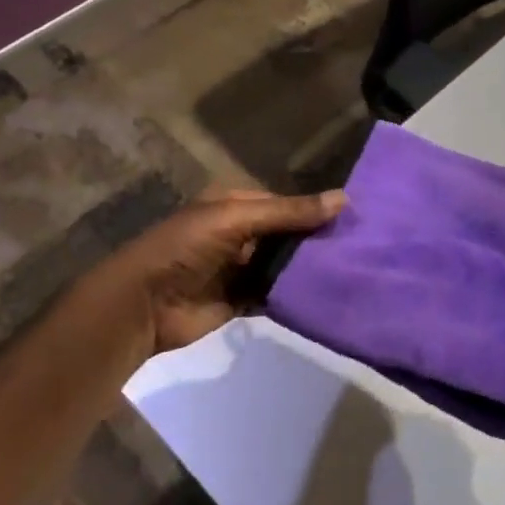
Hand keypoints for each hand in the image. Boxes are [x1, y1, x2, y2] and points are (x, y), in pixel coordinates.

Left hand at [103, 188, 344, 357]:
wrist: (143, 305)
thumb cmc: (186, 249)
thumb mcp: (236, 219)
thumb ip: (289, 212)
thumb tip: (344, 199)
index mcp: (234, 205)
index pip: (285, 204)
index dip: (315, 210)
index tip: (355, 219)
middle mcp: (240, 233)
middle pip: (286, 235)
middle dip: (316, 241)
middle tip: (361, 248)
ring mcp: (240, 268)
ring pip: (283, 265)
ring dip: (308, 269)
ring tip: (353, 271)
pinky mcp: (240, 300)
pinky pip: (275, 294)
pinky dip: (294, 295)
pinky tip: (325, 296)